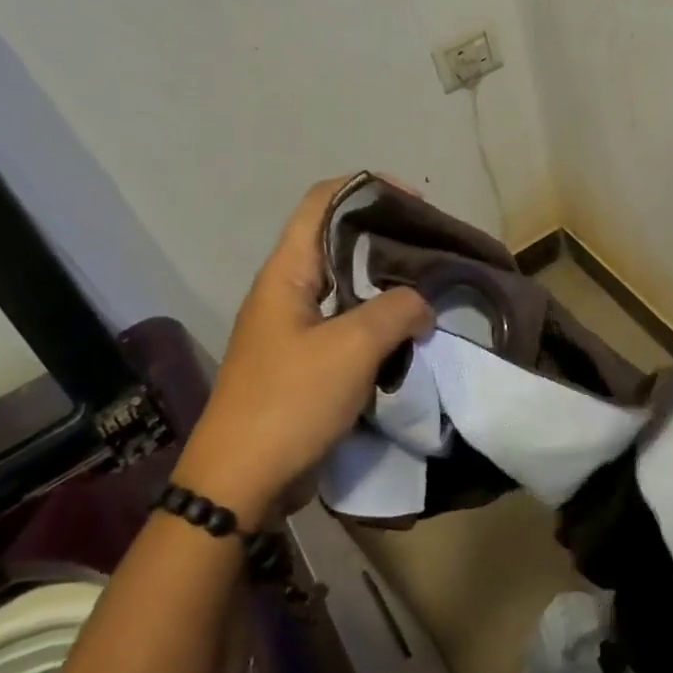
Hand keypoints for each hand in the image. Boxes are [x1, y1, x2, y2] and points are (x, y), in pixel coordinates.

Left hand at [174, 176, 433, 521]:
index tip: (414, 201)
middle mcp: (287, 292)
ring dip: (387, 284)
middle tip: (432, 248)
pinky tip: (410, 333)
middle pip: (338, 242)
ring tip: (430, 288)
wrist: (240, 484)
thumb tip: (421, 303)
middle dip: (386, 237)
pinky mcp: (306, 362)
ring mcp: (295, 329)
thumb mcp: (352, 347)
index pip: (322, 202)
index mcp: (286, 274)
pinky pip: (349, 326)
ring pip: (347, 287)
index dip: (367, 188)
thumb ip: (397, 310)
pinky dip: (380, 322)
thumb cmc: (290, 402)